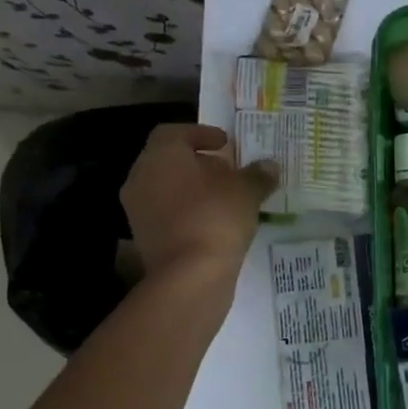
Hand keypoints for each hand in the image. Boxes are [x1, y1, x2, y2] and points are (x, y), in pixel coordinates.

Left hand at [121, 124, 275, 283]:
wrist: (189, 276)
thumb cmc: (215, 217)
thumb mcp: (247, 191)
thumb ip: (257, 174)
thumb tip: (269, 166)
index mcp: (161, 155)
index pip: (175, 132)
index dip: (201, 133)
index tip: (225, 144)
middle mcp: (141, 177)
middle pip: (169, 160)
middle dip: (198, 163)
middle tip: (228, 171)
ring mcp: (138, 210)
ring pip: (166, 189)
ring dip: (192, 189)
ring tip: (225, 199)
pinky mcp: (144, 238)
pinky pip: (167, 215)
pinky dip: (187, 213)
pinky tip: (213, 223)